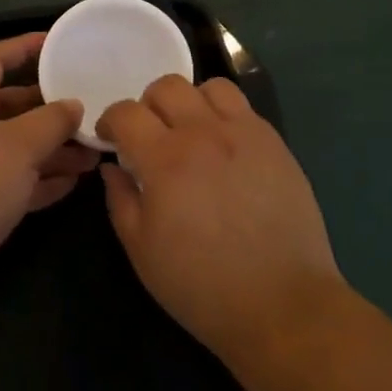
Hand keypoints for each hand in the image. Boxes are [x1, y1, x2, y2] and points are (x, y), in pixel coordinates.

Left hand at [0, 32, 96, 314]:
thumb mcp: (19, 146)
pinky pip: (13, 181)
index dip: (23, 47)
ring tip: (93, 152)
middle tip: (88, 108)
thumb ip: (52, 121)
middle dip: (49, 108)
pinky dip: (40, 180)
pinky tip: (73, 183)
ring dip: (52, 148)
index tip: (56, 43)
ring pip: (16, 147)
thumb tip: (73, 105)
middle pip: (9, 106)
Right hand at [99, 75, 342, 362]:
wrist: (281, 303)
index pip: (127, 112)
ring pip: (210, 87)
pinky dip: (224, 115)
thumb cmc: (201, 285)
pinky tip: (224, 148)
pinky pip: (243, 107)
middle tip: (149, 136)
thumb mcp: (142, 250)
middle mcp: (204, 133)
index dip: (110, 120)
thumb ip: (120, 199)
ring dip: (190, 102)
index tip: (111, 139)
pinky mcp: (275, 143)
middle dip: (147, 105)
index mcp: (165, 159)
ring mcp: (245, 133)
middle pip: (167, 86)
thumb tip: (113, 166)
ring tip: (190, 133)